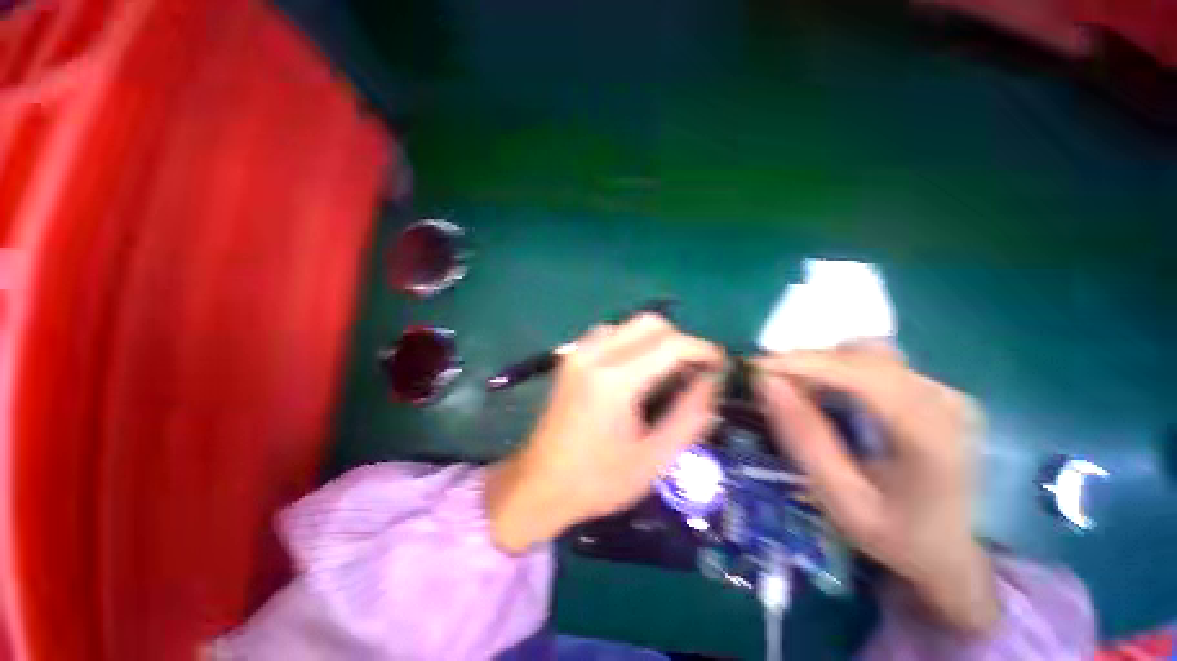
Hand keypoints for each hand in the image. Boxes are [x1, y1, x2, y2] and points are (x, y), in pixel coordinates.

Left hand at [486, 315, 723, 553]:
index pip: (671, 345)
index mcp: (615, 381)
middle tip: (693, 371)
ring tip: (667, 371)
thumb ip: (690, 416)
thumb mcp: (654, 458)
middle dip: (679, 340)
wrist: (539, 484)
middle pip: (650, 322)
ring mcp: (578, 352)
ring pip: (629, 324)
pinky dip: (632, 342)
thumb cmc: (598, 480)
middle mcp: (594, 355)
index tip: (720, 365)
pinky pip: (610, 333)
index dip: (703, 350)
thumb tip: (712, 381)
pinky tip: (637, 370)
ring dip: (655, 340)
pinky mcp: (570, 357)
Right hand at [754, 346, 999, 635]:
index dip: (803, 363)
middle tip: (768, 382)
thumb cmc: (895, 536)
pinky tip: (822, 394)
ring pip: (866, 354)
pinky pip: (875, 364)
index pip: (862, 374)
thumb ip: (805, 440)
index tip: (756, 367)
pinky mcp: (933, 390)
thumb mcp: (841, 500)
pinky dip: (837, 371)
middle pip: (863, 356)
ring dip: (821, 365)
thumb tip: (767, 383)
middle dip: (806, 362)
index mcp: (931, 435)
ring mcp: (943, 392)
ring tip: (793, 390)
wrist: (951, 552)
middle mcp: (944, 401)